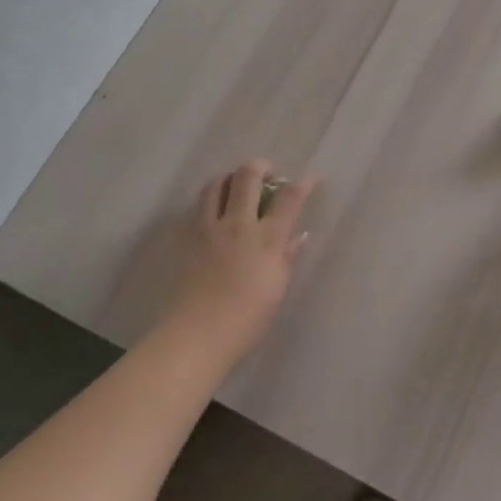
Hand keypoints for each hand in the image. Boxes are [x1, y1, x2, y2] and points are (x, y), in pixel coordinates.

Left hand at [166, 159, 319, 363]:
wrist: (196, 335)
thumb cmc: (246, 319)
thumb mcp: (277, 288)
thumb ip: (287, 257)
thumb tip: (298, 236)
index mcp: (266, 238)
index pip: (289, 198)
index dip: (303, 183)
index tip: (312, 178)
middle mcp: (238, 224)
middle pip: (248, 175)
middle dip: (262, 165)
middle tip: (269, 174)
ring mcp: (209, 228)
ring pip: (217, 183)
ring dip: (231, 178)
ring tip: (239, 187)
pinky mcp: (188, 237)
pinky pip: (200, 205)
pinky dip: (212, 199)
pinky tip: (217, 212)